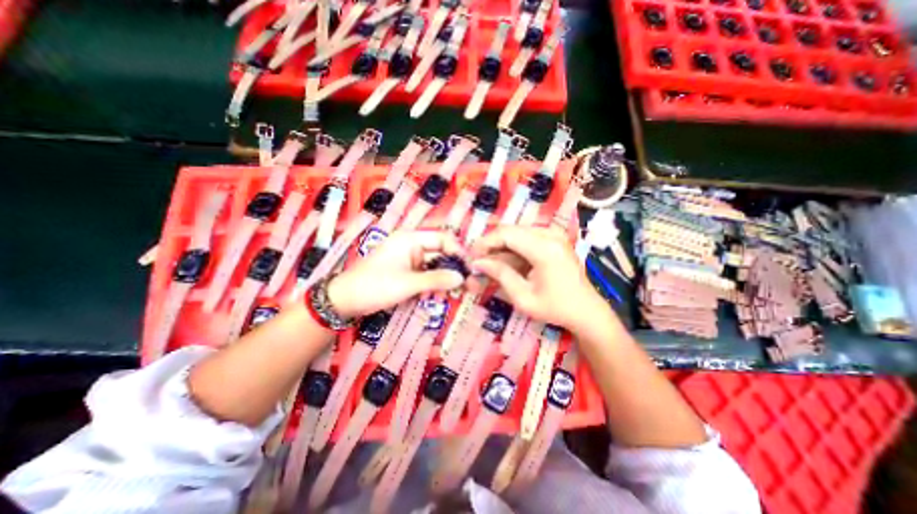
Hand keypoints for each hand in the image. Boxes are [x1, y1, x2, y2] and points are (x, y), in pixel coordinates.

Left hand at [328, 231, 465, 319]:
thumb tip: (462, 277)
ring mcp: (409, 259)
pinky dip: (433, 283)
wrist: (345, 301)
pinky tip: (440, 293)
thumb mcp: (409, 283)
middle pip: (440, 253)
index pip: (443, 239)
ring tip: (455, 292)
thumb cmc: (375, 286)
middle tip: (467, 284)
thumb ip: (437, 279)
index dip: (457, 252)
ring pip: (434, 265)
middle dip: (453, 268)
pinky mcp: (406, 271)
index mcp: (411, 239)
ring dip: (444, 278)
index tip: (469, 268)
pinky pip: (426, 274)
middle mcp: (412, 245)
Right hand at [473, 224, 606, 333]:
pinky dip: (512, 248)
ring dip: (501, 247)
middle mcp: (550, 234)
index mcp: (545, 249)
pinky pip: (526, 238)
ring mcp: (554, 234)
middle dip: (491, 244)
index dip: (485, 243)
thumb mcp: (523, 297)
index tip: (472, 256)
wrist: (586, 311)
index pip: (506, 234)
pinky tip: (505, 262)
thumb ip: (500, 275)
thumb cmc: (555, 308)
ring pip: (516, 233)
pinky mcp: (554, 239)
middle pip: (511, 230)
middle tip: (478, 261)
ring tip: (489, 263)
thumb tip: (478, 263)